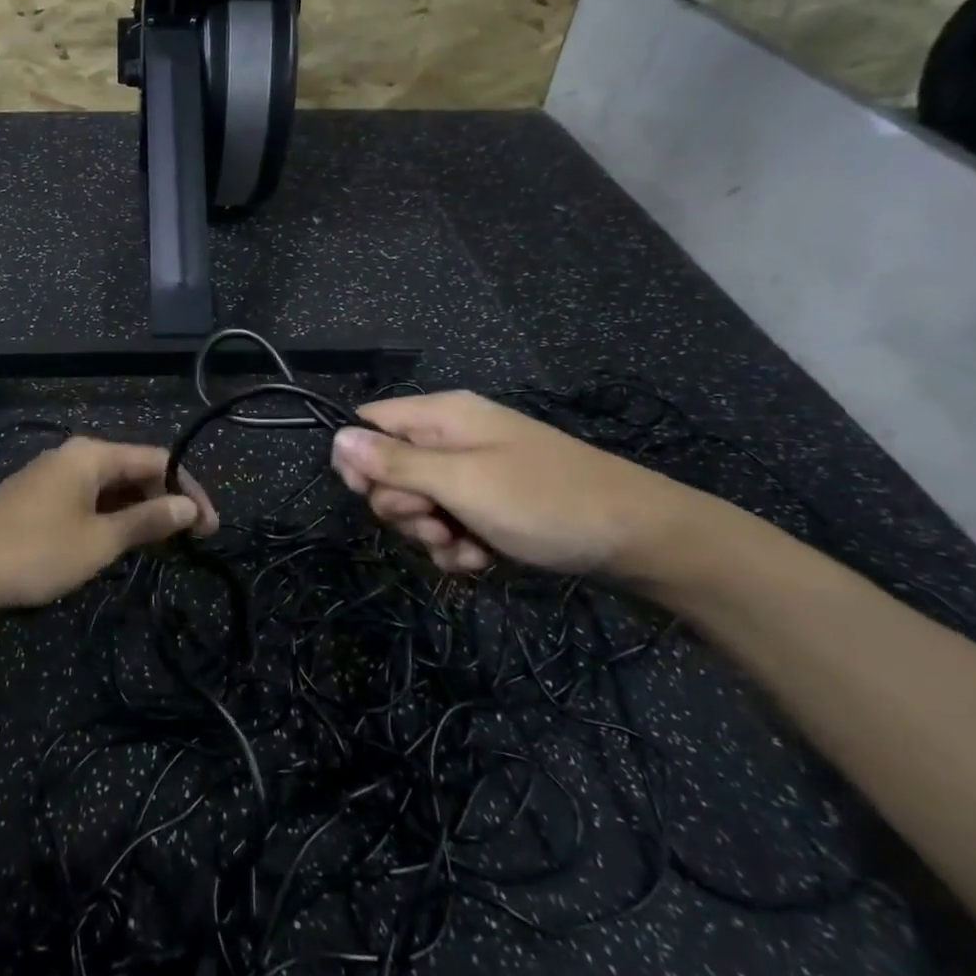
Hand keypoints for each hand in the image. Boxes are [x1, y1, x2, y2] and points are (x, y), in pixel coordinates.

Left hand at [0, 436, 218, 610]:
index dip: (189, 491)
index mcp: (92, 455)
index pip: (158, 460)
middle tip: (188, 541)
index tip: (210, 528)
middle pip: (134, 470)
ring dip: (137, 511)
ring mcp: (53, 475)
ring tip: (159, 545)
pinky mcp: (38, 496)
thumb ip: (147, 521)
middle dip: (164, 501)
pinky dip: (110, 516)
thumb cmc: (35, 551)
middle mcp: (74, 455)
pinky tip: (117, 541)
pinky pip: (88, 498)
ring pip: (110, 486)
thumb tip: (190, 506)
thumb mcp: (99, 541)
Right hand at [330, 391, 698, 574]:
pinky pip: (449, 524)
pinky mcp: (491, 506)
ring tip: (465, 547)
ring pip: (418, 504)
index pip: (369, 424)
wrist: (639, 539)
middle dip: (402, 506)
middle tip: (434, 522)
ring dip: (430, 533)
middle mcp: (451, 439)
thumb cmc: (544, 501)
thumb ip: (396, 463)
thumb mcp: (462, 483)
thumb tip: (336, 438)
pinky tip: (480, 560)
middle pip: (389, 470)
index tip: (369, 495)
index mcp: (442, 416)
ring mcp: (473, 474)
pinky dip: (456, 546)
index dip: (358, 460)